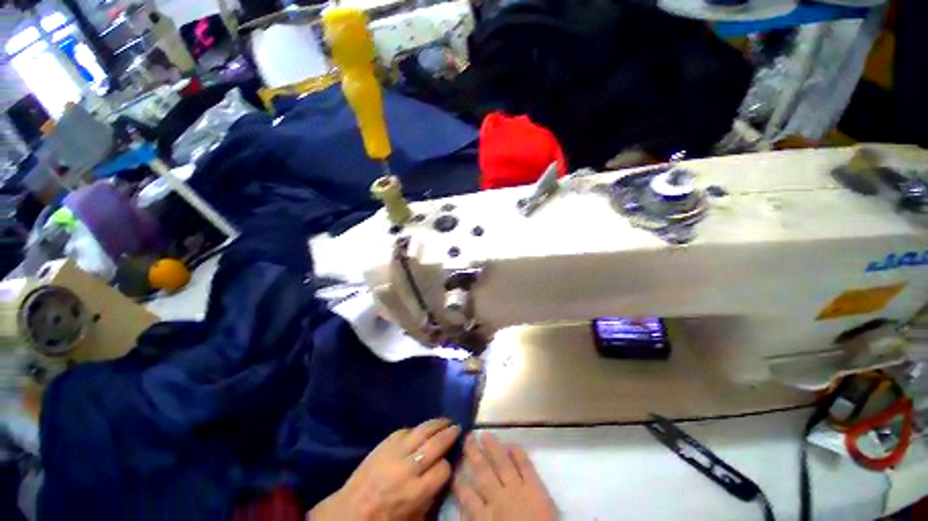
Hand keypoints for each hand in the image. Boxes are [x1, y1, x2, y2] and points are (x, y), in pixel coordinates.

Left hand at [309, 418, 460, 520]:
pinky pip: (406, 430)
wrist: (350, 510)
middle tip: (458, 427)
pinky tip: (421, 429)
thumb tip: (444, 475)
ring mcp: (396, 451)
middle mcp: (408, 468)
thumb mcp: (412, 518)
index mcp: (415, 491)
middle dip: (450, 434)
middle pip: (436, 444)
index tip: (449, 463)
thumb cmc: (384, 519)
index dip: (449, 465)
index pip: (443, 469)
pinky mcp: (385, 442)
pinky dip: (416, 429)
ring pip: (423, 430)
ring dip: (437, 423)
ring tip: (446, 420)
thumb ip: (431, 497)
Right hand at [453, 433, 557, 520]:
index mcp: (485, 517)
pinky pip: (526, 467)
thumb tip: (462, 509)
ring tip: (484, 434)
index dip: (459, 480)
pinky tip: (512, 444)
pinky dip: (519, 454)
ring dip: (493, 447)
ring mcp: (518, 490)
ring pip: (502, 464)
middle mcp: (498, 499)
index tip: (453, 465)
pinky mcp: (536, 488)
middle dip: (473, 454)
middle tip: (467, 437)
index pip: (467, 496)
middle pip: (483, 472)